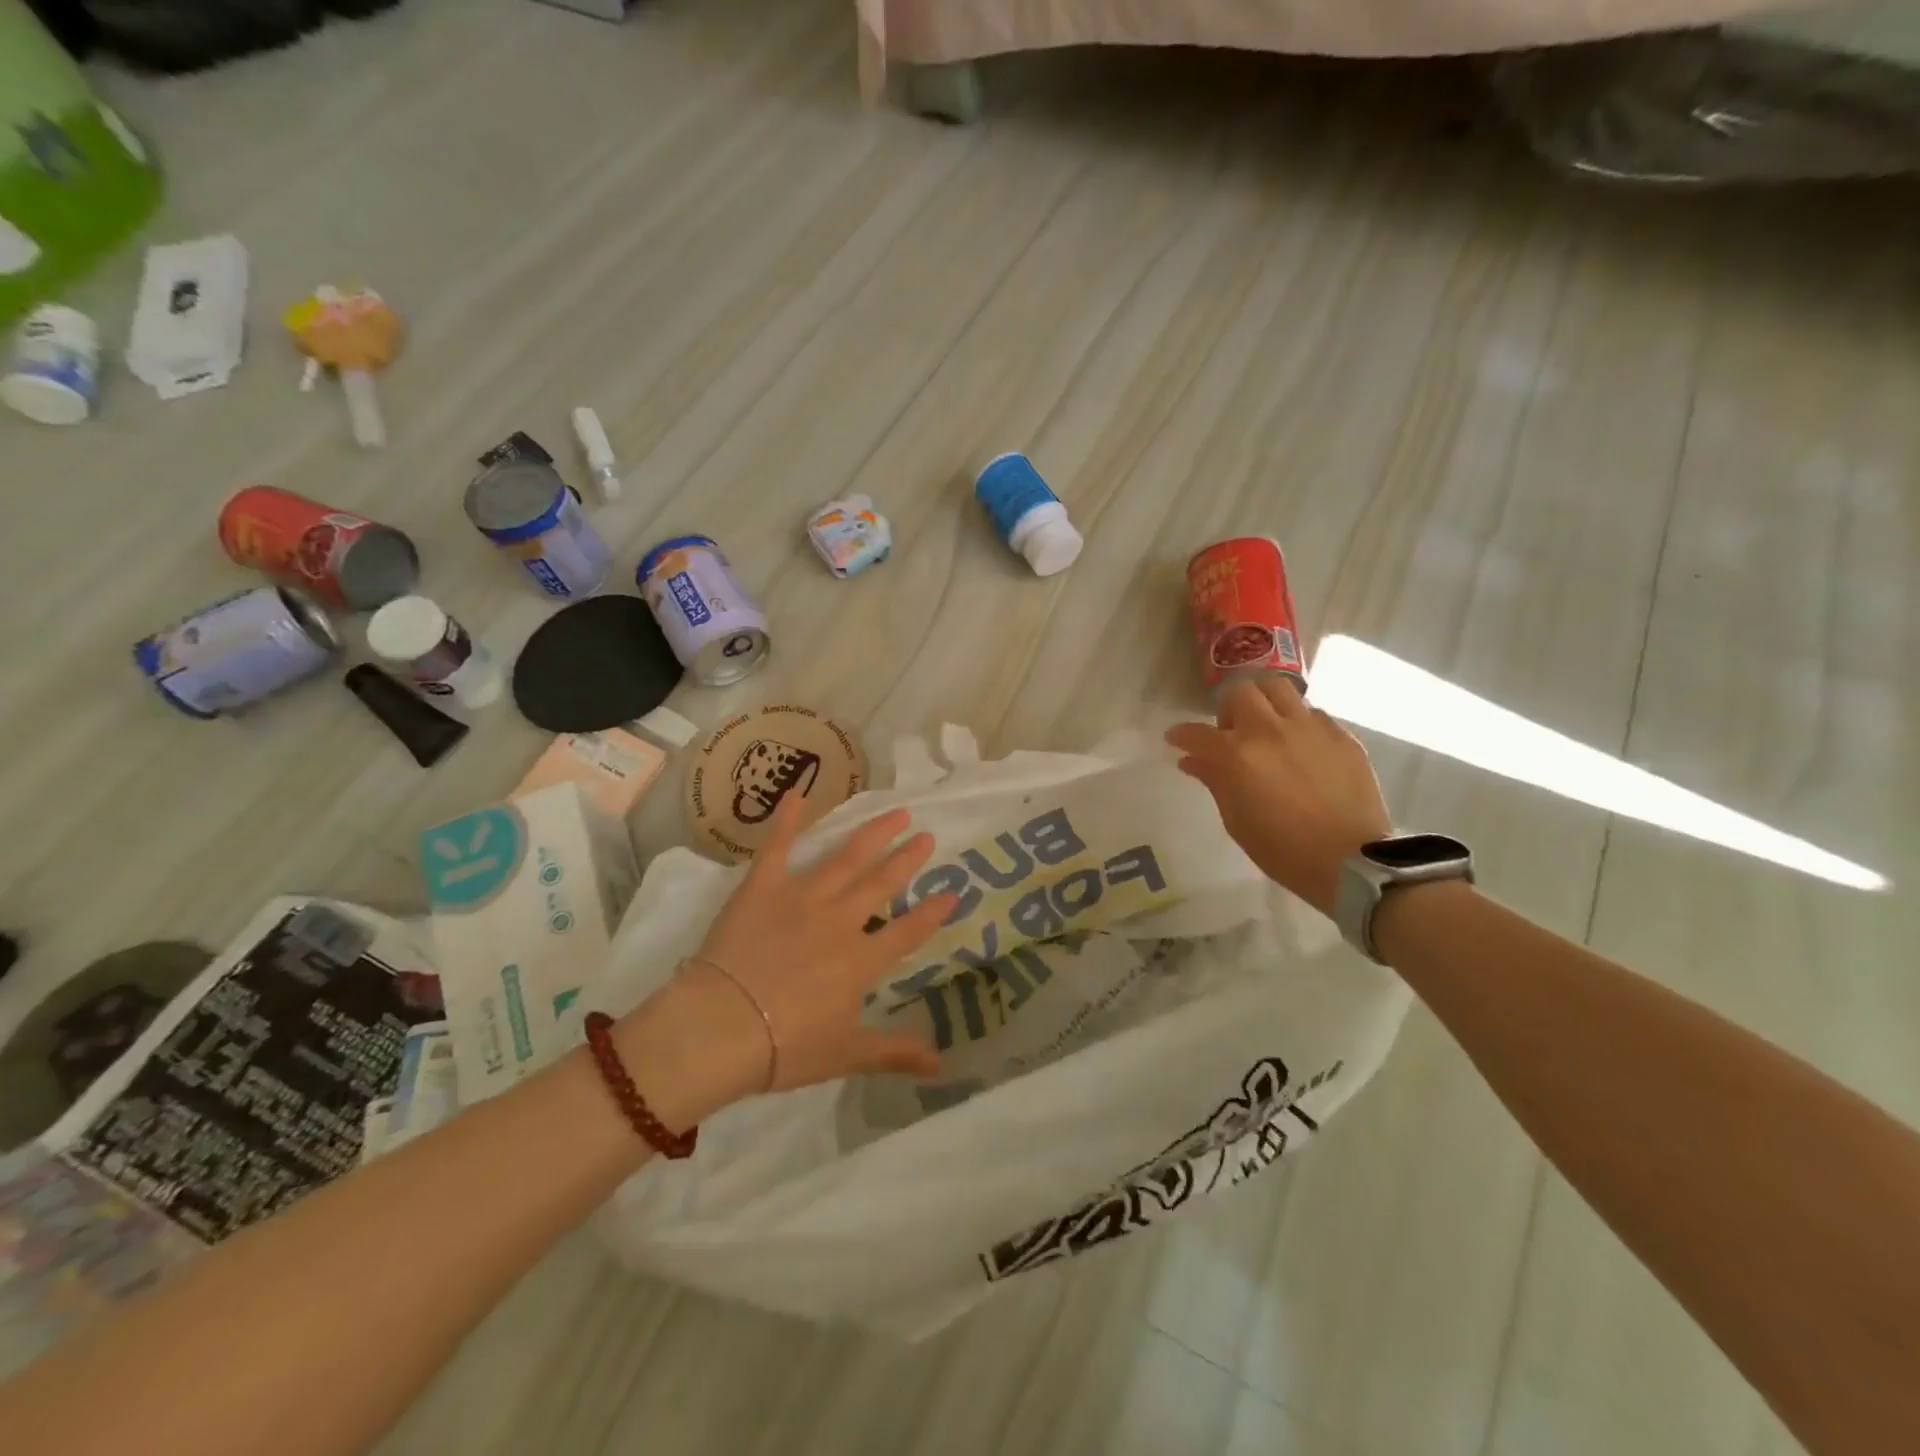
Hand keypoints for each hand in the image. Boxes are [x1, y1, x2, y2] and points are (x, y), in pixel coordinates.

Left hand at [625, 793, 955, 1112]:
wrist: (720, 1028)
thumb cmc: (784, 1048)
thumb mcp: (847, 1055)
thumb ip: (895, 1053)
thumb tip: (943, 1067)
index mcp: (860, 961)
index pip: (906, 933)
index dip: (932, 913)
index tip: (953, 892)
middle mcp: (839, 921)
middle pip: (881, 884)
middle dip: (907, 859)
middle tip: (927, 836)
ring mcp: (801, 898)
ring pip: (845, 859)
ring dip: (872, 834)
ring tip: (896, 812)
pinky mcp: (762, 887)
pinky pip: (777, 847)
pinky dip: (788, 820)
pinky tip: (800, 794)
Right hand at [1165, 677, 1392, 915]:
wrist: (1352, 862)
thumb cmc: (1284, 850)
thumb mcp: (1237, 821)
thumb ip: (1214, 782)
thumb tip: (1191, 761)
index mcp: (1238, 756)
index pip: (1197, 733)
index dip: (1181, 734)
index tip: (1175, 739)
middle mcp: (1270, 730)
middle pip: (1240, 691)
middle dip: (1227, 708)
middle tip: (1231, 732)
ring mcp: (1310, 728)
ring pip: (1278, 688)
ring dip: (1263, 702)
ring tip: (1266, 726)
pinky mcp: (1341, 735)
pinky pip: (1312, 713)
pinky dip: (1298, 722)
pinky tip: (1300, 746)